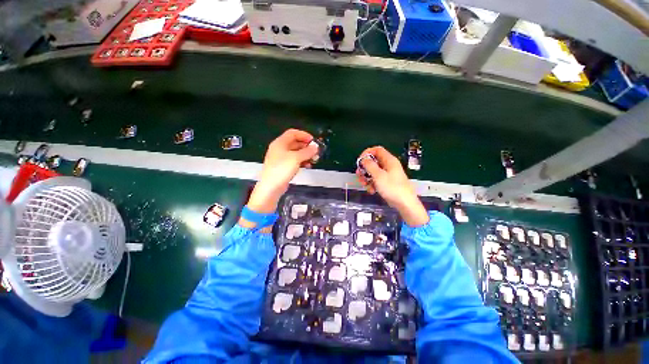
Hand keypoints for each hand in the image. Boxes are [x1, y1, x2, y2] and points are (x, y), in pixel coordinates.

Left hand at [247, 129, 318, 213]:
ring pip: (295, 152)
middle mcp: (279, 149)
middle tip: (315, 151)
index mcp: (280, 143)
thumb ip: (307, 151)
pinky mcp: (283, 167)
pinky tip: (308, 166)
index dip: (304, 135)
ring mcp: (281, 158)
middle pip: (295, 143)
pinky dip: (302, 161)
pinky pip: (294, 161)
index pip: (293, 133)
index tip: (313, 141)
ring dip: (305, 154)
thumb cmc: (282, 169)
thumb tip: (315, 147)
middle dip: (306, 146)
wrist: (271, 187)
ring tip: (314, 159)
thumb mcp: (296, 158)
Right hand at [356, 146, 428, 226]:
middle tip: (359, 175)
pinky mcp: (387, 183)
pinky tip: (372, 191)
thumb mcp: (378, 175)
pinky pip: (376, 180)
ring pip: (373, 172)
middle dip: (365, 168)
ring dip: (367, 178)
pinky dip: (372, 184)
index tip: (360, 161)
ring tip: (365, 185)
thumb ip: (369, 165)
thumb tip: (364, 159)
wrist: (404, 203)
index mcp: (389, 160)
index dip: (367, 153)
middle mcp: (388, 166)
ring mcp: (388, 175)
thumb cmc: (392, 187)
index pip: (377, 150)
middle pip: (373, 162)